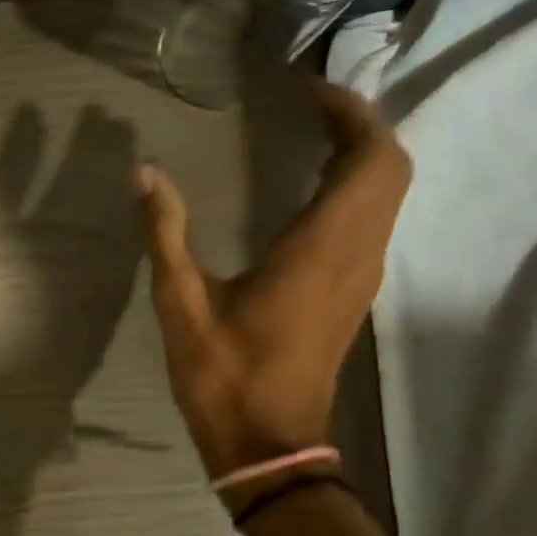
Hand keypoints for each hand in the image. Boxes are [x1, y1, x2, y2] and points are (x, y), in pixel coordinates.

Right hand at [137, 79, 410, 479]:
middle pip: (391, 169)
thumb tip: (145, 173)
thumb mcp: (181, 302)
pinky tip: (310, 191)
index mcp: (320, 250)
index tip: (306, 91)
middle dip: (360, 126)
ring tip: (309, 135)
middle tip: (308, 106)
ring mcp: (362, 278)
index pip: (370, 159)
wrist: (267, 444)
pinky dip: (356, 189)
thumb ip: (166, 232)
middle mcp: (356, 255)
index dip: (350, 114)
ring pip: (389, 196)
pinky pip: (374, 222)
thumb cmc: (223, 374)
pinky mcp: (354, 295)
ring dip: (361, 156)